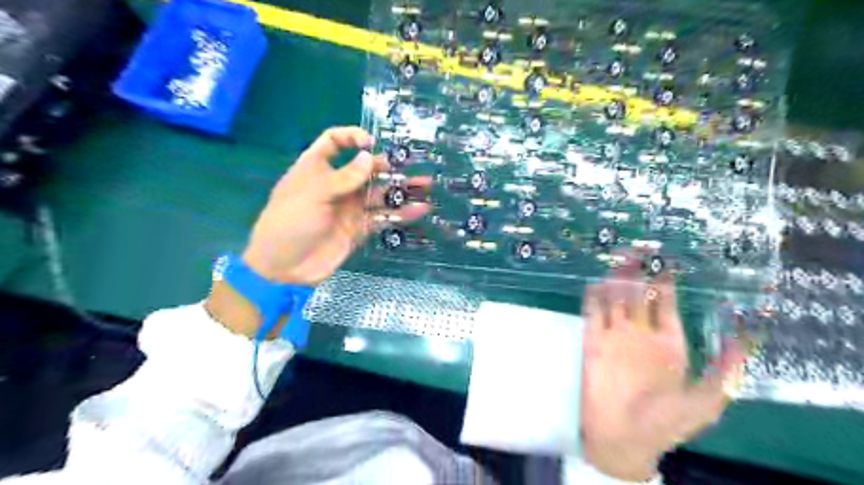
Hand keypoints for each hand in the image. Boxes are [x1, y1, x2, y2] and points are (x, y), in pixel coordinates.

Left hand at [242, 127, 430, 285]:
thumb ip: (344, 177)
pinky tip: (419, 211)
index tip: (371, 143)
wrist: (284, 267)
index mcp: (317, 168)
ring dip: (401, 190)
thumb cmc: (290, 222)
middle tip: (412, 166)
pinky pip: (382, 218)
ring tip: (426, 187)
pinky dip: (400, 215)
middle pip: (365, 169)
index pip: (334, 142)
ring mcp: (349, 208)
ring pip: (379, 194)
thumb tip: (369, 156)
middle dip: (388, 167)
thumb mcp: (314, 194)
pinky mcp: (359, 229)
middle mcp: (336, 185)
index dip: (352, 137)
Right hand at [580, 257, 742, 480]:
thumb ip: (724, 371)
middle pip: (639, 296)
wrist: (622, 438)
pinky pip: (592, 314)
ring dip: (616, 280)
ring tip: (618, 258)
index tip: (668, 262)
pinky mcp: (592, 342)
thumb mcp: (704, 401)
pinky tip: (596, 283)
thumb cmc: (664, 423)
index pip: (666, 305)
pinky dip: (593, 298)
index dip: (667, 284)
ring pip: (615, 300)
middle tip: (638, 249)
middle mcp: (640, 334)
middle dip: (638, 273)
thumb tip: (746, 337)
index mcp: (668, 343)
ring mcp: (615, 337)